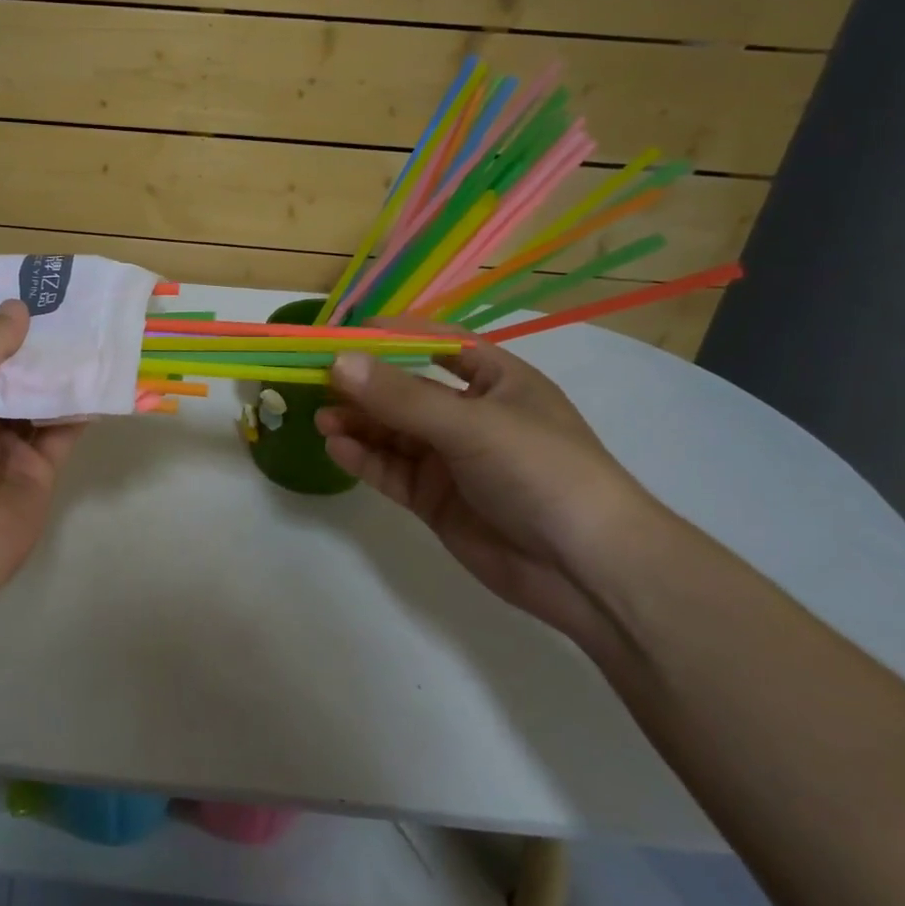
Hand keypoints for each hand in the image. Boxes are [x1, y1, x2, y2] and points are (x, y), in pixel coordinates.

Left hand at [0, 301, 83, 602]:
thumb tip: (17, 307)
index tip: (21, 294)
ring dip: (62, 374)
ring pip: (39, 402)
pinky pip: (63, 432)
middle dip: (33, 346)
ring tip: (92, 332)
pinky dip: (81, 409)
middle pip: (8, 376)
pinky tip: (103, 379)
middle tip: (67, 305)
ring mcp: (5, 450)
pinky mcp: (38, 472)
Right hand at [316, 341, 672, 655]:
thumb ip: (401, 396)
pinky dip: (364, 457)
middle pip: (407, 390)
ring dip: (358, 422)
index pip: (437, 344)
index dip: (392, 336)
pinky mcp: (436, 499)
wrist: (588, 570)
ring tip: (321, 417)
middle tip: (316, 380)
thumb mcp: (471, 424)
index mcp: (496, 381)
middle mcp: (471, 415)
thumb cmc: (541, 471)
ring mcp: (452, 459)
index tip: (342, 335)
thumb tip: (338, 361)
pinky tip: (337, 446)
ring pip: (393, 432)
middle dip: (364, 384)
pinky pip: (392, 470)